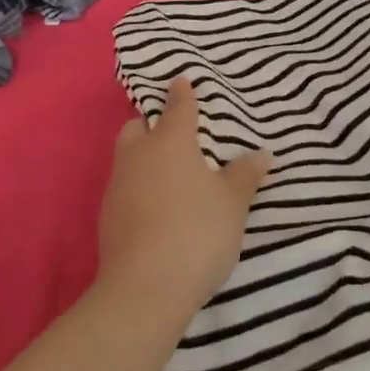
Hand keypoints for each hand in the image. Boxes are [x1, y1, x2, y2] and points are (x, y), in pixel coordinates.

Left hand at [98, 77, 271, 323]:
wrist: (144, 289)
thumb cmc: (196, 231)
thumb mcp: (232, 202)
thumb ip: (245, 175)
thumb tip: (262, 154)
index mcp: (170, 142)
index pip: (178, 107)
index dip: (182, 93)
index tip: (181, 81)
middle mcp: (138, 156)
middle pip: (137, 127)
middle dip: (152, 124)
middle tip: (175, 135)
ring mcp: (117, 187)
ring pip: (127, 158)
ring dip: (144, 158)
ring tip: (170, 174)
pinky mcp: (107, 219)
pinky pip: (124, 189)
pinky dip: (139, 189)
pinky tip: (157, 208)